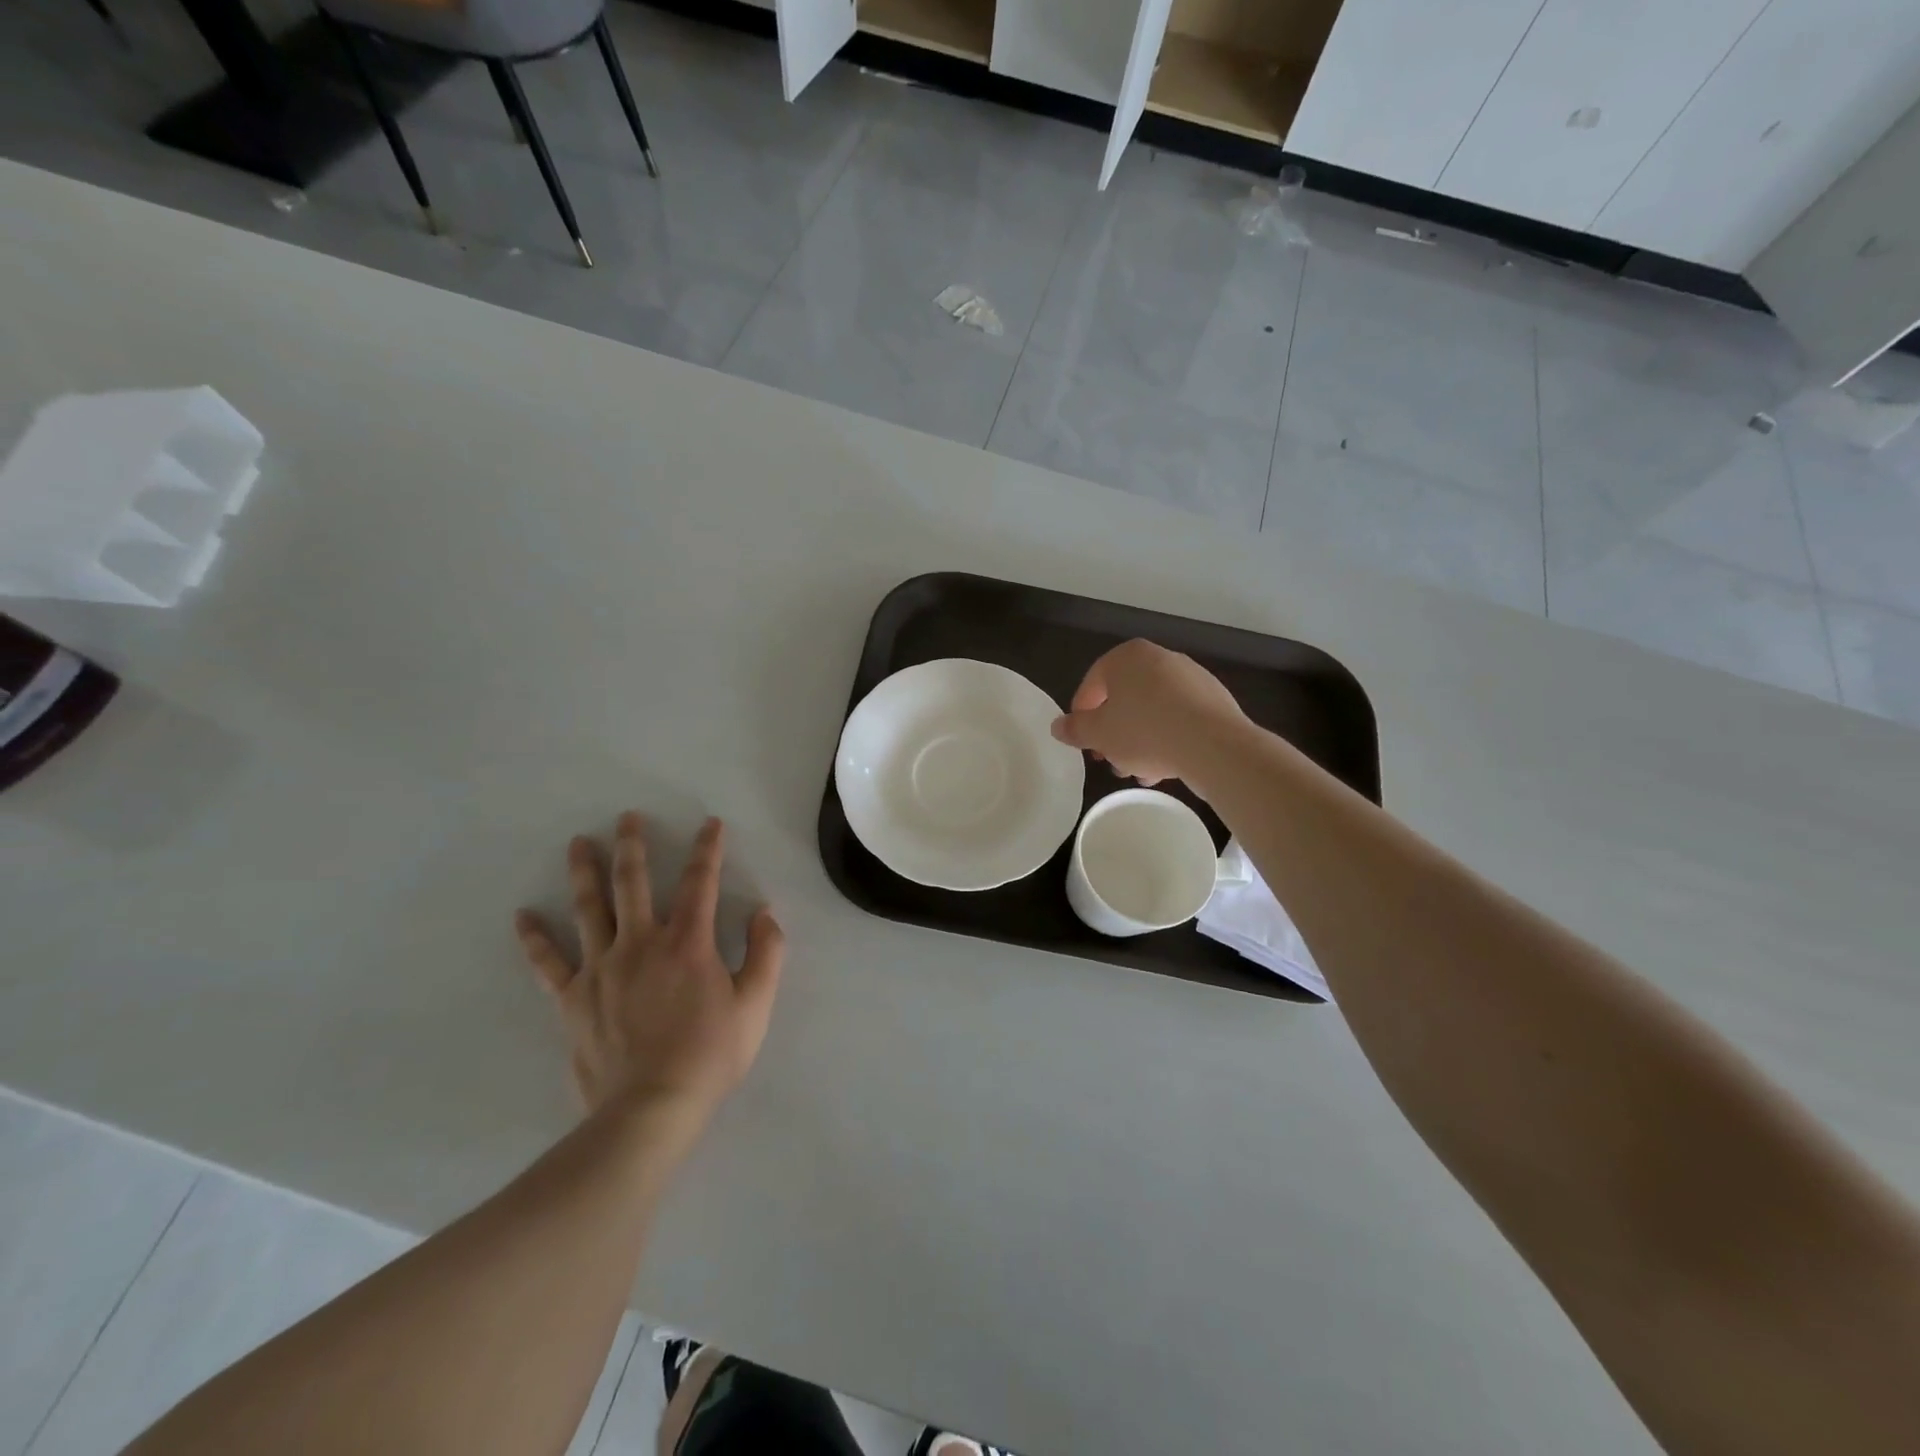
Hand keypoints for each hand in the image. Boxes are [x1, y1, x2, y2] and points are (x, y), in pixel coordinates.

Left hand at [514, 814, 784, 1128]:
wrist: (652, 1108)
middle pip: (633, 883)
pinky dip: (535, 938)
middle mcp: (641, 944)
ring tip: (579, 843)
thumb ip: (766, 953)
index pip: (700, 883)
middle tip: (626, 817)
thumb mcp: (756, 1004)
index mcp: (688, 943)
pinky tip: (523, 916)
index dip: (708, 850)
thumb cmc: (710, 1055)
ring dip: (584, 872)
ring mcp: (602, 969)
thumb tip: (763, 913)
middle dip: (633, 846)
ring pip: (589, 909)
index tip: (710, 824)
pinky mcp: (574, 998)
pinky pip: (549, 963)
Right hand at [1051, 639, 1246, 785]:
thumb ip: (1075, 729)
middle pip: (1125, 698)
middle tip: (1110, 760)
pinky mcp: (1214, 700)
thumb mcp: (1098, 735)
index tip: (1084, 743)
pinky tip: (1165, 766)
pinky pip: (1179, 718)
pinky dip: (1168, 738)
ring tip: (1138, 771)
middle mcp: (1159, 658)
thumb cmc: (1144, 732)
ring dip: (1140, 740)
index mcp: (1126, 657)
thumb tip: (1058, 726)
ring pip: (1153, 710)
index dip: (1082, 717)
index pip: (1092, 684)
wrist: (1213, 745)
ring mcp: (1191, 677)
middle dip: (1114, 732)